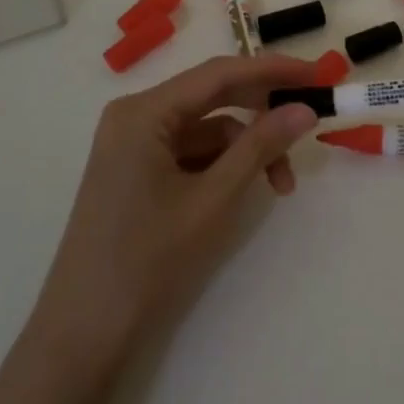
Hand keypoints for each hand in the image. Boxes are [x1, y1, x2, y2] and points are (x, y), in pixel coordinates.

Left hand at [19, 53, 322, 403]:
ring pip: (208, 128)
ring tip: (283, 184)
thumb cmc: (147, 259)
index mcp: (144, 112)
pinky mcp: (139, 170)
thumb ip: (260, 146)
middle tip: (311, 118)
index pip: (220, 74)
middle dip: (264, 111)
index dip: (273, 70)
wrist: (84, 332)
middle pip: (214, 96)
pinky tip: (251, 188)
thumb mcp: (213, 199)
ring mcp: (135, 144)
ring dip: (249, 148)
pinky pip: (194, 151)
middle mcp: (136, 116)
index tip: (319, 75)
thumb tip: (305, 109)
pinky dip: (226, 164)